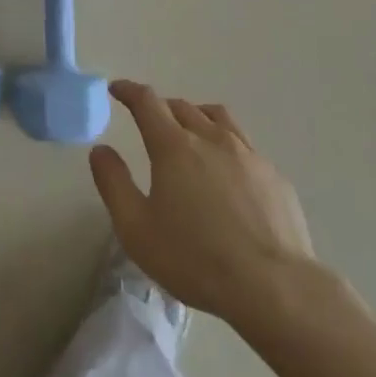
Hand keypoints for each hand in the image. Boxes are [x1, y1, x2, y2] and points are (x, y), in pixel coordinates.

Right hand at [90, 79, 319, 328]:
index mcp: (175, 146)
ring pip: (218, 118)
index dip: (129, 91)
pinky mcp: (274, 176)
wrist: (274, 287)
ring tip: (190, 131)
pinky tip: (227, 171)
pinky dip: (226, 144)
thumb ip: (113, 183)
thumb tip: (100, 150)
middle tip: (149, 120)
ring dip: (196, 116)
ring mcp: (248, 155)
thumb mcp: (136, 228)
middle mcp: (212, 138)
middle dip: (161, 107)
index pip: (147, 102)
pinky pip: (244, 145)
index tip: (117, 89)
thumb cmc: (195, 259)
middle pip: (182, 107)